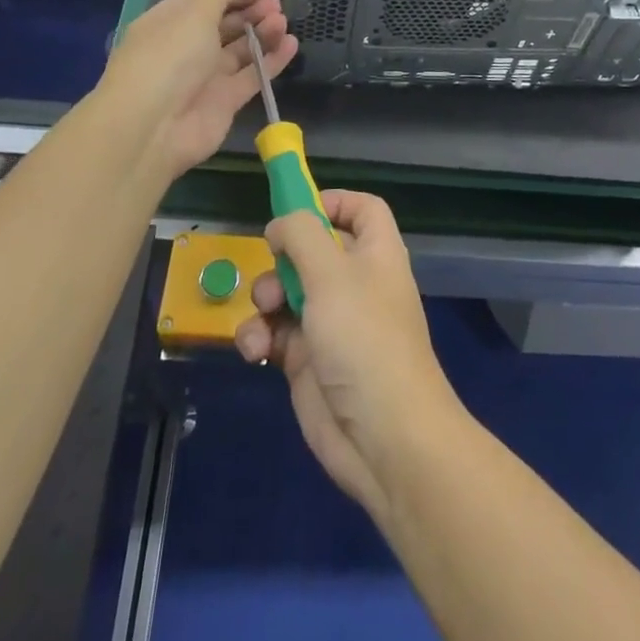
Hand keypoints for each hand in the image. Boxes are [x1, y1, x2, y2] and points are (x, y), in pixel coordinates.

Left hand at [102, 0, 297, 184]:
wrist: (152, 129)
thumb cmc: (169, 59)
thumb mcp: (193, 13)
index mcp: (168, 23)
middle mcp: (185, 48)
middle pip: (223, 23)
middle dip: (249, 11)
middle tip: (274, 4)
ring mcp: (205, 76)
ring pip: (240, 49)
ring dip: (262, 32)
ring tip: (282, 21)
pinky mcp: (225, 101)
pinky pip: (253, 75)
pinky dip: (272, 60)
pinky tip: (291, 44)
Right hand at [235, 190, 463, 518]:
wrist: (383, 438)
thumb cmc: (364, 339)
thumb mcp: (331, 273)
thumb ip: (301, 235)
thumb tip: (281, 225)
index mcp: (376, 253)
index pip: (362, 209)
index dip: (332, 202)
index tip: (296, 210)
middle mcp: (355, 282)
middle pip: (314, 249)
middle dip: (284, 257)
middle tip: (273, 269)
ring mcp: (331, 322)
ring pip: (287, 291)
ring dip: (265, 299)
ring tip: (264, 316)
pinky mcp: (308, 360)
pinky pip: (275, 332)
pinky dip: (260, 336)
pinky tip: (256, 350)